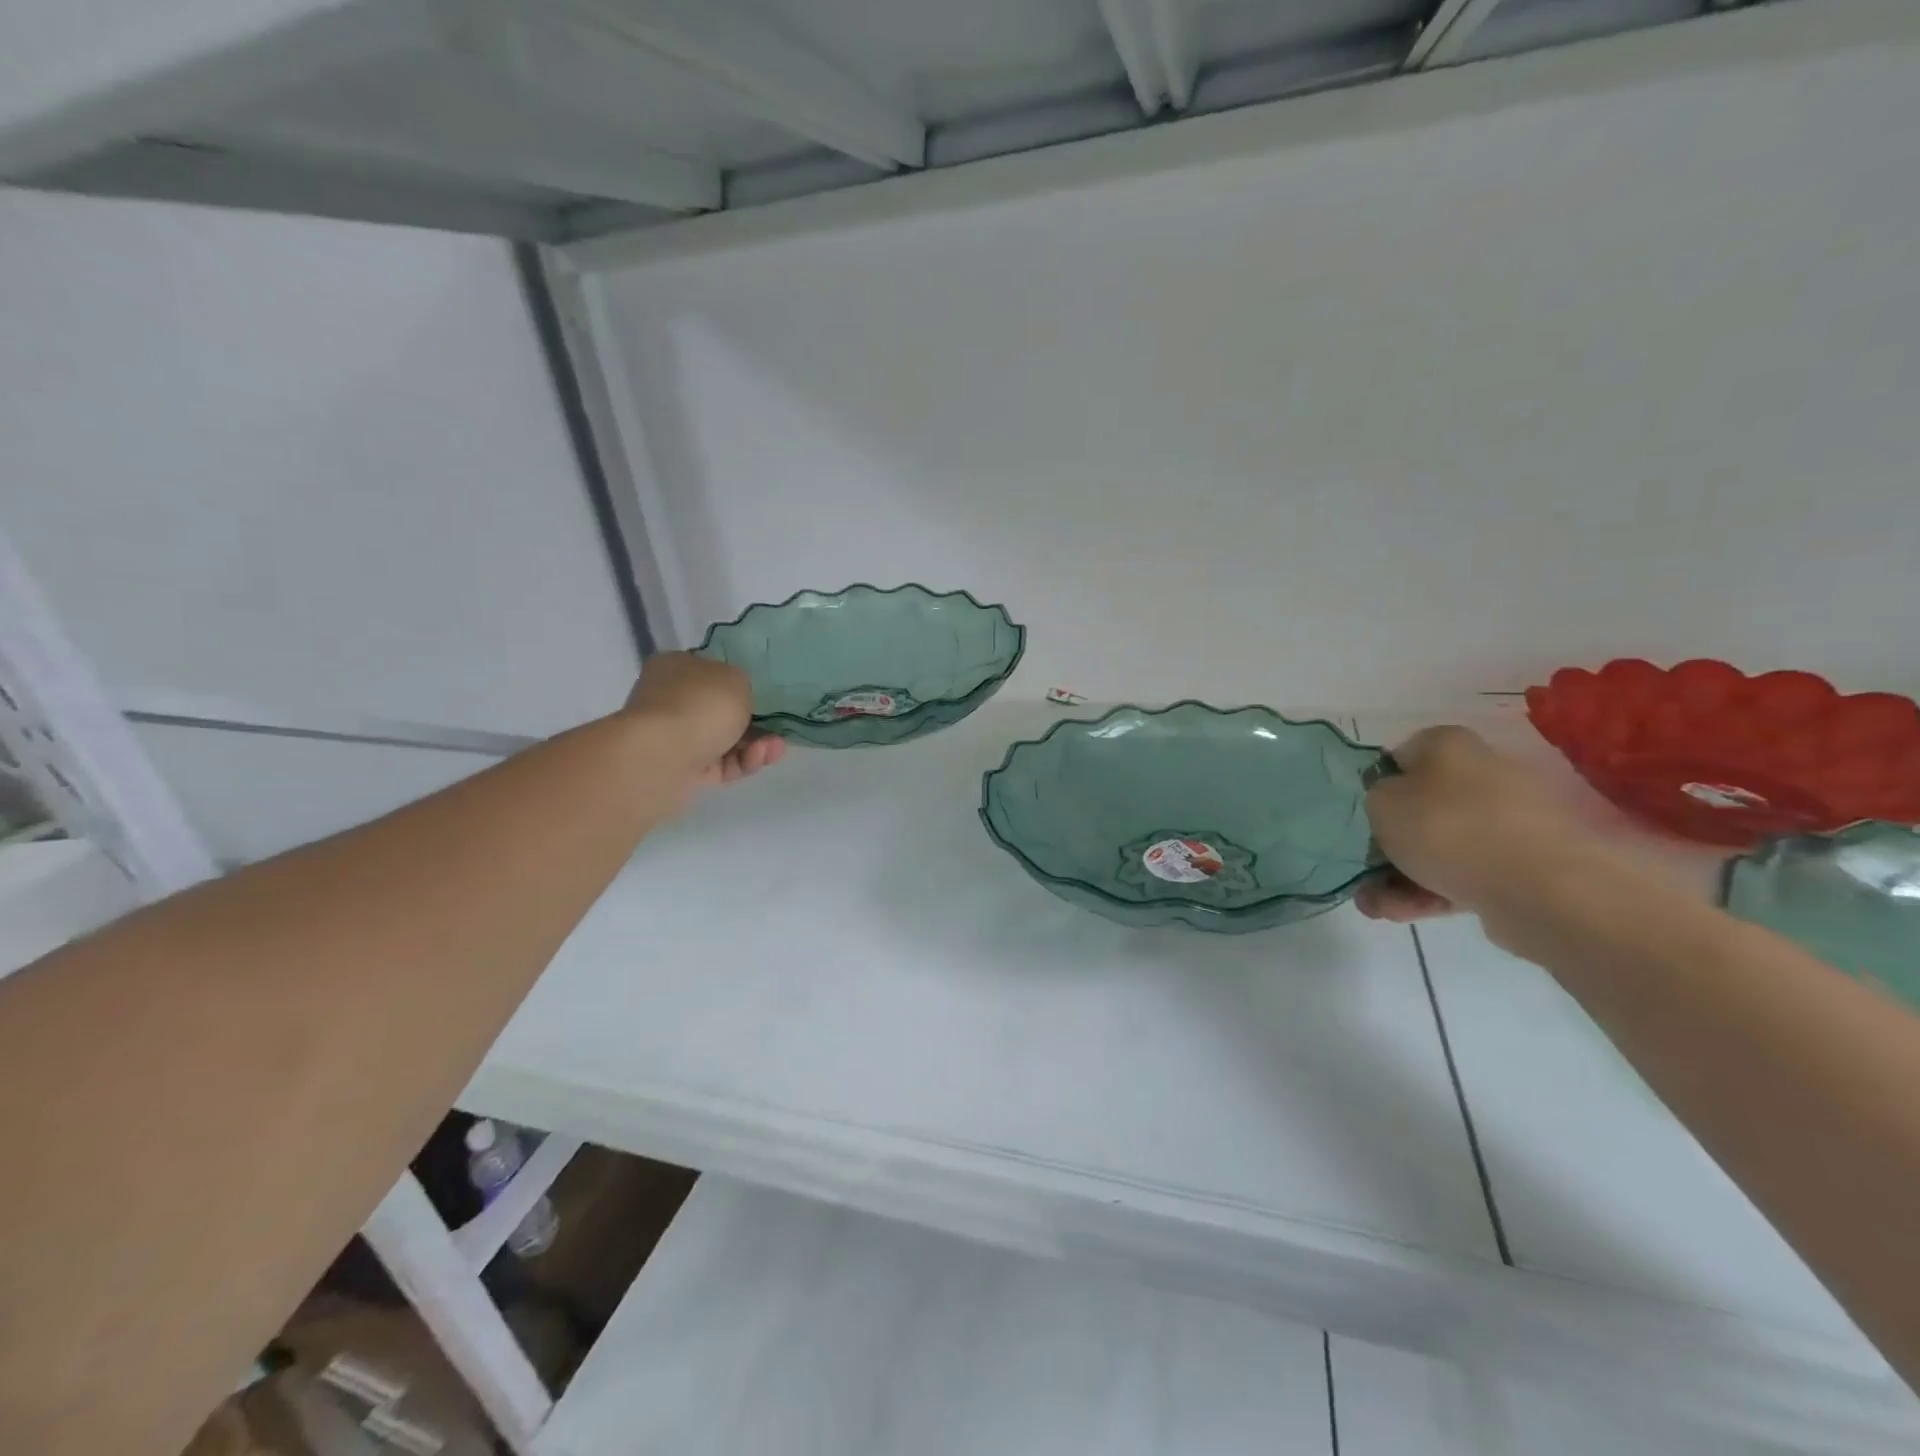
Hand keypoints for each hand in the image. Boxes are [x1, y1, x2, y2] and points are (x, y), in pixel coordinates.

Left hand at [623, 652, 783, 788]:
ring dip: (755, 745)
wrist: (663, 757)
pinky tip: (759, 759)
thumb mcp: (737, 678)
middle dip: (756, 722)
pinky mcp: (682, 770)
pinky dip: (743, 762)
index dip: (740, 685)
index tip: (765, 698)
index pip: (711, 673)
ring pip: (725, 740)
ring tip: (774, 748)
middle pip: (721, 711)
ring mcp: (674, 737)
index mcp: (675, 667)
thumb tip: (736, 698)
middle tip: (778, 730)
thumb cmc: (700, 704)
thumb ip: (742, 684)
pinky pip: (721, 765)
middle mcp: (670, 699)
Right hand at [1356, 725, 1600, 923]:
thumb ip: (1375, 796)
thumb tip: (1392, 803)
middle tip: (1364, 871)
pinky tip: (1401, 913)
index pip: (1400, 757)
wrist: (1538, 886)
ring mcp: (1506, 821)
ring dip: (1401, 875)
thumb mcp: (1380, 802)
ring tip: (1375, 906)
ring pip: (1439, 846)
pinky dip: (1431, 892)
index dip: (1376, 787)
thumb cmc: (1446, 827)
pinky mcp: (1521, 864)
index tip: (1363, 816)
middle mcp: (1482, 775)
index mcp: (1449, 745)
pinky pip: (1464, 873)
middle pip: (1420, 807)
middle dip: (1387, 843)